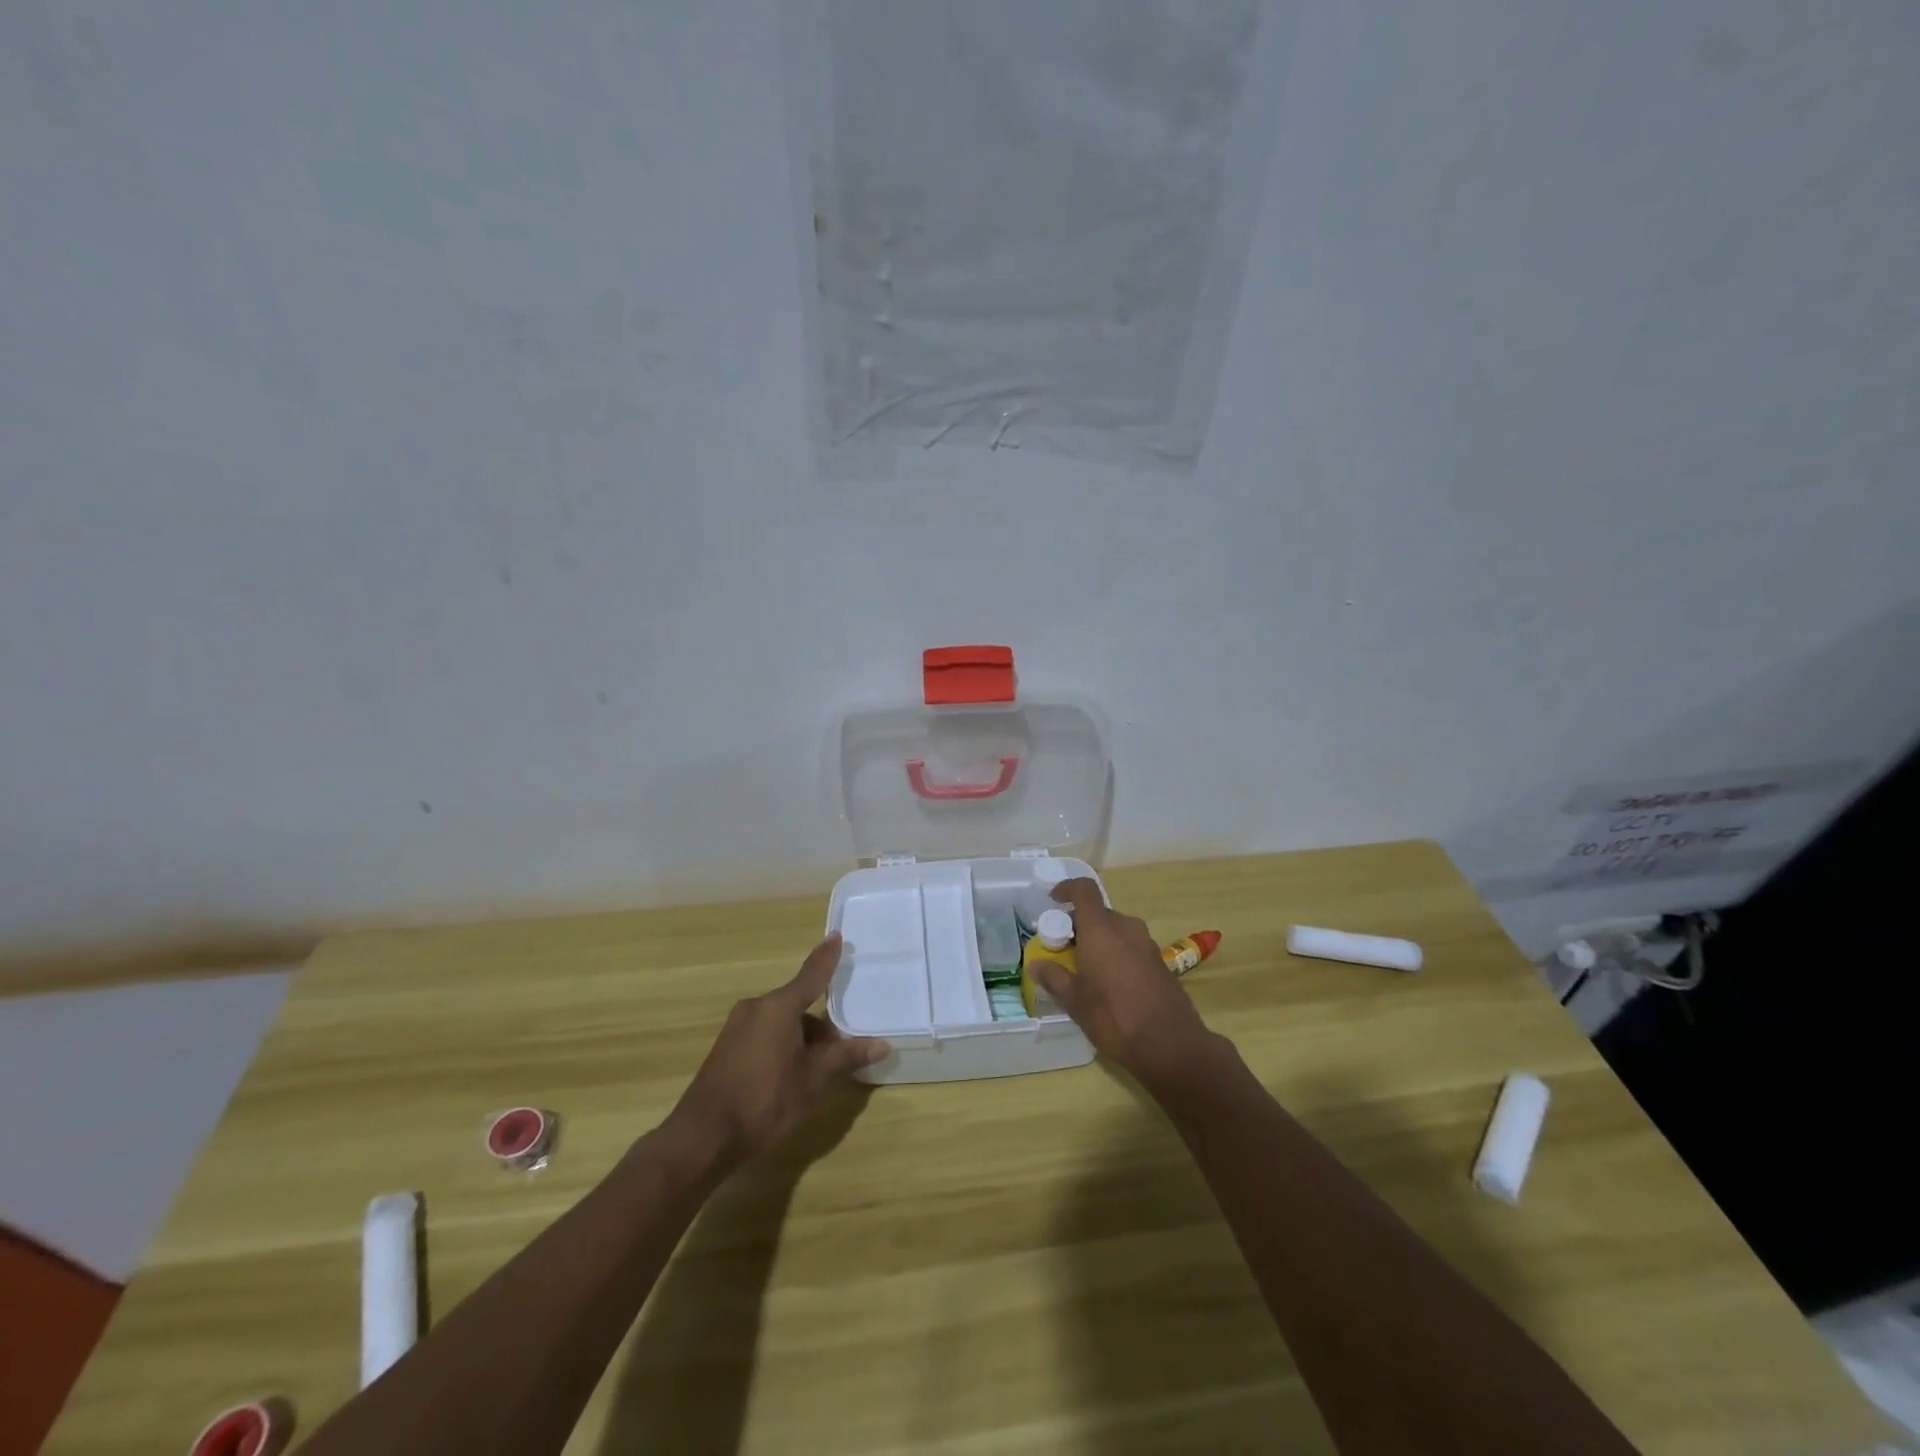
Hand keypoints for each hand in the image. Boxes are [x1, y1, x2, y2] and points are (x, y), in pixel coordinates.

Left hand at [661, 933, 887, 1171]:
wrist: (703, 1136)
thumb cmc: (764, 1101)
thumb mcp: (813, 1081)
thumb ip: (845, 1057)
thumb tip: (881, 1044)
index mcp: (779, 1007)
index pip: (811, 975)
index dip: (827, 957)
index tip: (837, 936)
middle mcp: (756, 1007)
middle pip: (798, 1005)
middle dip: (820, 1027)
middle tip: (839, 1054)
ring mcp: (737, 1026)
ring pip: (781, 1023)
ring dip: (801, 1040)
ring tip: (815, 1073)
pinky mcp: (726, 1047)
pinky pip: (764, 1034)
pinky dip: (782, 1046)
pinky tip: (789, 1077)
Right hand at [1031, 880, 1221, 1088]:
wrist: (1171, 1045)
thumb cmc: (1114, 1017)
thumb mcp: (1075, 1001)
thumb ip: (1054, 978)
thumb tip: (1036, 965)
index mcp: (1101, 929)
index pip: (1084, 890)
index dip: (1067, 888)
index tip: (1053, 900)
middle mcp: (1126, 928)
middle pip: (1099, 913)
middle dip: (1079, 926)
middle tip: (1063, 950)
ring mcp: (1147, 944)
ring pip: (1116, 931)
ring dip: (1099, 941)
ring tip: (1085, 970)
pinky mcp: (1160, 962)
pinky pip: (1131, 947)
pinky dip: (1116, 954)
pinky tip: (1110, 985)